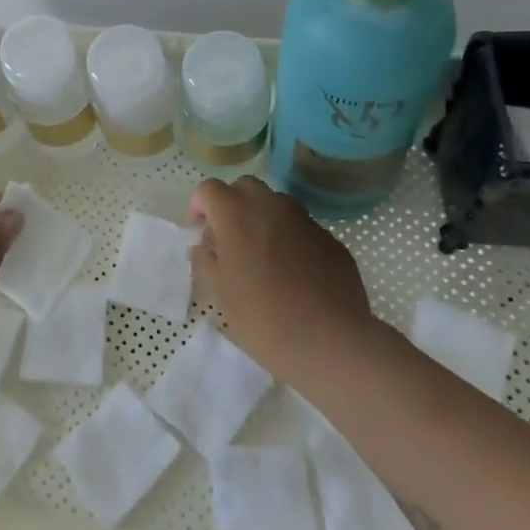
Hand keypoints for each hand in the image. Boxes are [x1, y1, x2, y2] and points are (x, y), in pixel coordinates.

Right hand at [188, 175, 382, 383]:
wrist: (330, 342)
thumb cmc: (263, 317)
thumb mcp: (219, 293)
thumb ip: (205, 260)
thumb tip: (204, 247)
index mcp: (236, 215)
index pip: (209, 189)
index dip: (200, 206)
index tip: (201, 231)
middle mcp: (271, 206)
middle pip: (245, 187)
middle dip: (232, 204)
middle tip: (229, 238)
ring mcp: (305, 220)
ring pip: (276, 203)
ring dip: (263, 218)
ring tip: (262, 254)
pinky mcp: (330, 239)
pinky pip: (302, 228)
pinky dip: (290, 238)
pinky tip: (293, 273)